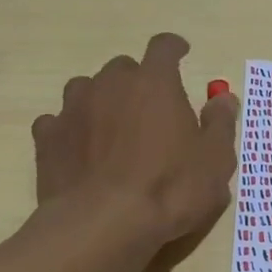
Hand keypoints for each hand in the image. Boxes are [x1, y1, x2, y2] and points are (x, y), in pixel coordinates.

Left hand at [34, 33, 238, 244]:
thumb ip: (220, 124)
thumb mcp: (215, 161)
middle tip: (149, 109)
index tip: (181, 53)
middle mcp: (111, 85)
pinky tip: (78, 149)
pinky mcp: (47, 137)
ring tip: (111, 127)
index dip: (174, 48)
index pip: (164, 47)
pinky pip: (57, 121)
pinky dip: (70, 129)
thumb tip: (224, 98)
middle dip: (137, 81)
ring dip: (100, 100)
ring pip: (86, 88)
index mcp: (155, 83)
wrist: (102, 224)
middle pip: (123, 67)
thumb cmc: (170, 189)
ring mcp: (74, 109)